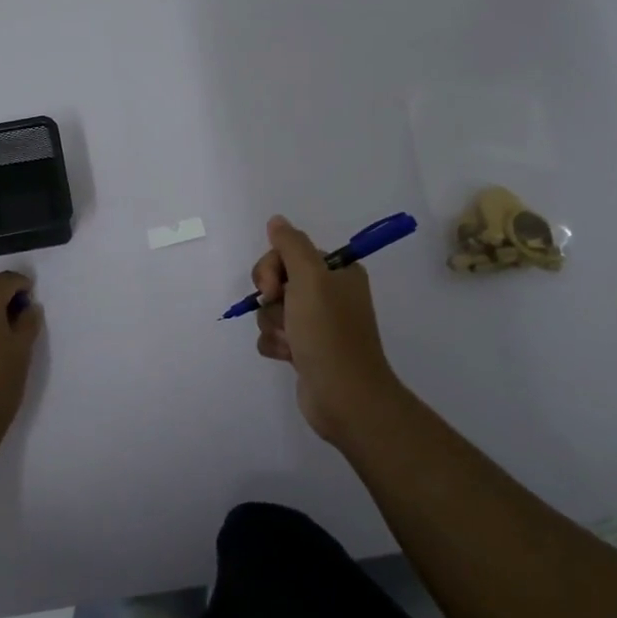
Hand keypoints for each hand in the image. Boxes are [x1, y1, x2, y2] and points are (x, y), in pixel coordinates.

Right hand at [252, 215, 402, 443]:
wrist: (344, 396)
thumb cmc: (328, 332)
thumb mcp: (310, 278)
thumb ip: (290, 245)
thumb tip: (276, 220)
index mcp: (337, 272)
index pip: (290, 253)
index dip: (273, 268)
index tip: (273, 287)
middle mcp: (329, 293)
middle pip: (277, 280)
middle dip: (272, 300)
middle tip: (284, 315)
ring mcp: (317, 323)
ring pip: (272, 310)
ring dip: (274, 326)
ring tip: (292, 342)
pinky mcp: (305, 349)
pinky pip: (274, 335)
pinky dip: (276, 344)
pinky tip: (289, 356)